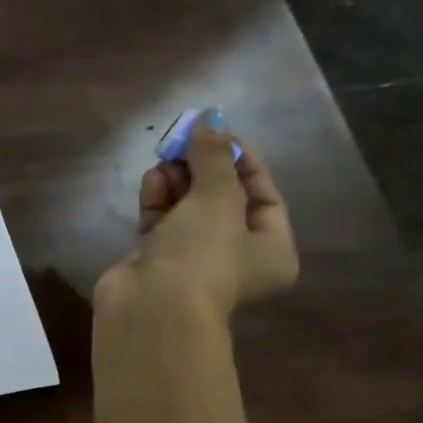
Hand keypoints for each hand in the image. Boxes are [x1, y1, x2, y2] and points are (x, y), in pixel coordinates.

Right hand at [98, 110, 298, 319]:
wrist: (151, 304)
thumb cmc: (203, 254)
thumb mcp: (218, 198)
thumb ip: (214, 156)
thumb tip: (210, 117)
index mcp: (271, 249)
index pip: (263, 195)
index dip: (242, 161)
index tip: (218, 133)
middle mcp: (234, 256)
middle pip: (221, 200)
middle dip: (203, 169)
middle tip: (185, 140)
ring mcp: (191, 259)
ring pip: (187, 209)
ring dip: (178, 181)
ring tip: (165, 156)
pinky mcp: (154, 259)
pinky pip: (160, 221)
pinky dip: (157, 199)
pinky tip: (152, 178)